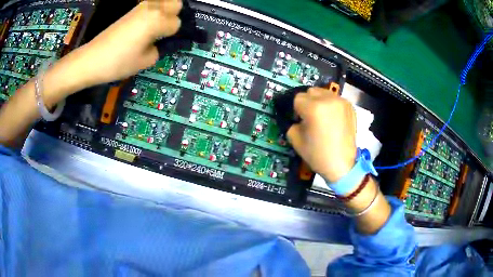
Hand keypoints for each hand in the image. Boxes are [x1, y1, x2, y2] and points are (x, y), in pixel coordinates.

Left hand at [66, 0, 181, 88]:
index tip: (166, 42)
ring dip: (166, 11)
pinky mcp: (132, 10)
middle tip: (167, 29)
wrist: (92, 59)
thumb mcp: (146, 61)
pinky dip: (154, 11)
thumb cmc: (118, 62)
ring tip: (158, 27)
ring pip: (164, 1)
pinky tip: (147, 25)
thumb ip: (161, 48)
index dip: (174, 34)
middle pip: (176, 3)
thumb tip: (164, 42)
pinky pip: (151, 5)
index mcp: (157, 20)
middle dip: (175, 15)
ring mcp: (140, 7)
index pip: (177, 23)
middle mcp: (152, 8)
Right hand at [286, 87, 356, 182]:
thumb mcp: (295, 140)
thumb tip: (296, 117)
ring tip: (322, 117)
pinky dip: (330, 105)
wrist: (342, 165)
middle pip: (311, 91)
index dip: (296, 110)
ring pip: (323, 92)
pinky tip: (332, 119)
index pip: (297, 98)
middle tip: (309, 118)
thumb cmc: (318, 155)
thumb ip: (292, 123)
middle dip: (307, 102)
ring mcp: (341, 102)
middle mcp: (328, 100)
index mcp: (314, 108)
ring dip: (319, 101)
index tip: (299, 121)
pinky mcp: (350, 107)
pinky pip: (335, 99)